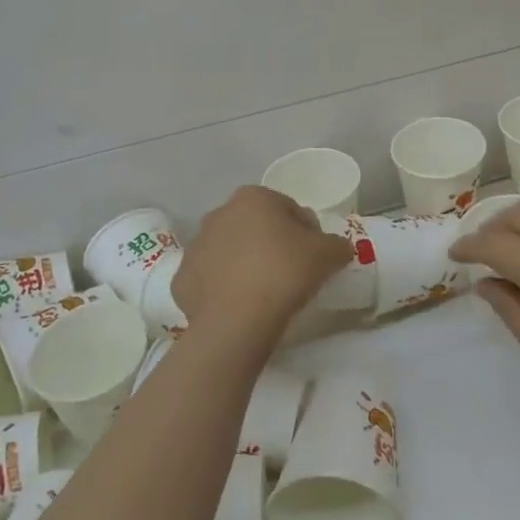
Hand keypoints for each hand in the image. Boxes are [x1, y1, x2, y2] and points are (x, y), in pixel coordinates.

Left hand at [172, 186, 351, 345]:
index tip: (314, 258)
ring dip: (245, 264)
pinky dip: (223, 289)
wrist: (236, 321)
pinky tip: (239, 307)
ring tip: (264, 293)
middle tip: (290, 274)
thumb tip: (338, 248)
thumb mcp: (328, 255)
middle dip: (272, 244)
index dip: (306, 232)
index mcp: (253, 198)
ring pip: (230, 252)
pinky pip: (210, 280)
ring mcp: (196, 246)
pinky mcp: (181, 279)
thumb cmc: (285, 273)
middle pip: (255, 227)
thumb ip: (337, 245)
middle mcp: (219, 213)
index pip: (289, 209)